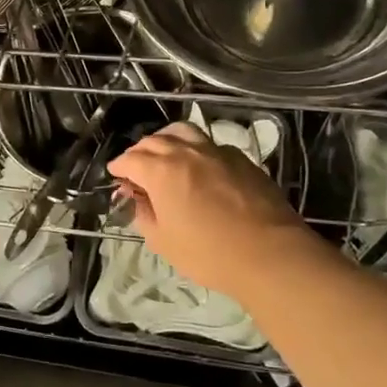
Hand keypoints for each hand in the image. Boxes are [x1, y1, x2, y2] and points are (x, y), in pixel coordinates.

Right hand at [107, 121, 310, 301]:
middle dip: (140, 152)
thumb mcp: (163, 241)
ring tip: (165, 155)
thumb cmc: (209, 253)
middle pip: (155, 141)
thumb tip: (135, 199)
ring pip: (184, 132)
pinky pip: (210, 144)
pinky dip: (195, 149)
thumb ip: (143, 214)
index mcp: (161, 170)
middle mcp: (186, 152)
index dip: (119, 167)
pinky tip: (199, 166)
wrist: (270, 254)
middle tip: (136, 168)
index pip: (130, 159)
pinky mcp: (242, 159)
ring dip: (167, 140)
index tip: (116, 176)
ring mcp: (216, 151)